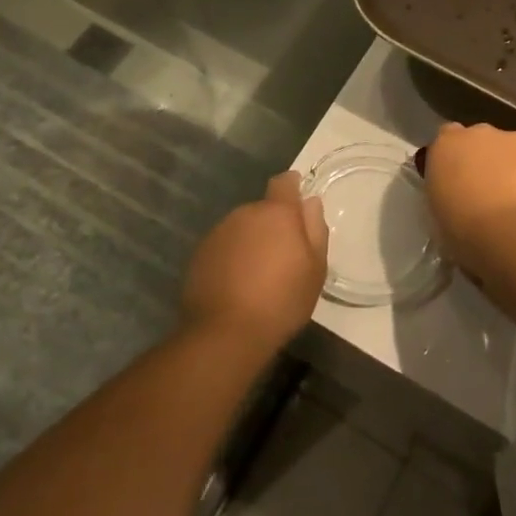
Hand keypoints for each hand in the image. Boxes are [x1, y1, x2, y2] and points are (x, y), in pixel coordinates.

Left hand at [181, 173, 327, 353]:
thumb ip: (315, 229)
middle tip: (284, 255)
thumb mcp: (315, 269)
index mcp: (276, 213)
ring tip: (259, 274)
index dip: (293, 186)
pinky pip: (224, 247)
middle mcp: (245, 214)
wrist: (225, 333)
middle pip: (263, 209)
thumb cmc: (281, 301)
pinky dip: (233, 257)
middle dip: (273, 224)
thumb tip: (311, 202)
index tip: (299, 202)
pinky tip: (238, 284)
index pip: (284, 182)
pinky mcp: (200, 254)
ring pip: (242, 228)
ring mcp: (219, 233)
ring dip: (252, 241)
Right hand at [423, 123, 515, 279]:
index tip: (458, 184)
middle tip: (490, 200)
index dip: (455, 160)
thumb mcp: (442, 222)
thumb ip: (449, 200)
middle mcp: (483, 134)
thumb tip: (460, 203)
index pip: (446, 138)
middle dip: (487, 163)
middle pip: (484, 142)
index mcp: (448, 147)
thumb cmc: (471, 235)